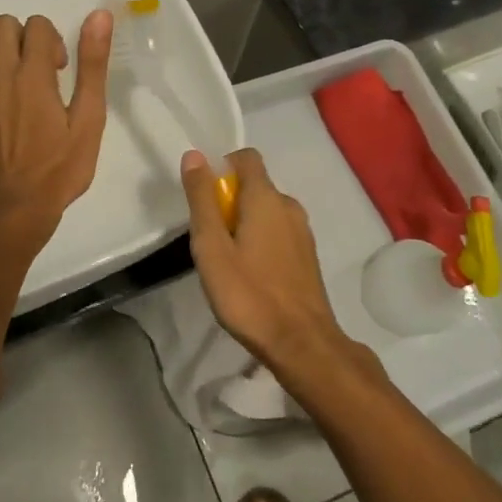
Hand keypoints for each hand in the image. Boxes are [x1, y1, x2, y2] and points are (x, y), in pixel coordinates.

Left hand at [0, 12, 112, 251]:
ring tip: (20, 81)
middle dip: (27, 38)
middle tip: (42, 71)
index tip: (61, 70)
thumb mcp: (89, 119)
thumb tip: (98, 16)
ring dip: (3, 52)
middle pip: (4, 24)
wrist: (14, 209)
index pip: (36, 24)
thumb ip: (92, 65)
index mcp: (33, 75)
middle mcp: (0, 75)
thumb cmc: (59, 168)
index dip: (54, 39)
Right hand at [182, 148, 350, 378]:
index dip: (222, 167)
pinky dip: (261, 241)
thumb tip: (194, 156)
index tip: (204, 197)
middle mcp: (289, 206)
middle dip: (229, 201)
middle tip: (210, 239)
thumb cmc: (249, 294)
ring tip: (227, 261)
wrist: (302, 345)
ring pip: (267, 212)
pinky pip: (278, 233)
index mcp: (266, 197)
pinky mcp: (308, 257)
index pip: (246, 158)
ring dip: (244, 224)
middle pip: (254, 186)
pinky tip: (250, 276)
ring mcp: (302, 232)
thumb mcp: (211, 247)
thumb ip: (202, 199)